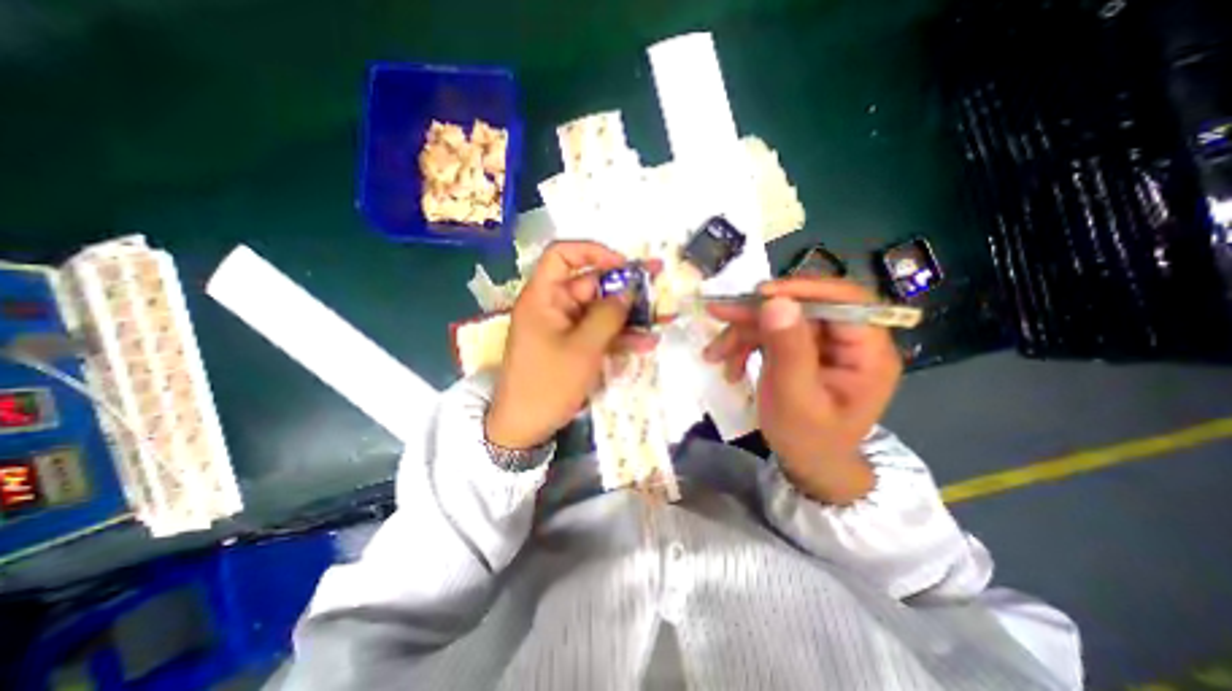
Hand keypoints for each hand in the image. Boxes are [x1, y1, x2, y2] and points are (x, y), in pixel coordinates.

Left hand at [486, 241, 659, 446]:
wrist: (525, 427)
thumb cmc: (548, 383)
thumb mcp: (583, 347)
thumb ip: (609, 315)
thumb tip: (629, 290)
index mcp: (543, 297)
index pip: (562, 255)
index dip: (593, 252)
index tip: (623, 264)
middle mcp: (553, 306)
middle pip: (590, 284)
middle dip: (624, 288)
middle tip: (657, 286)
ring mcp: (564, 328)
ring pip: (599, 311)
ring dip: (628, 316)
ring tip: (660, 317)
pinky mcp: (573, 346)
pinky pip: (598, 333)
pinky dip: (619, 337)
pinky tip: (645, 343)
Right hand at [708, 274, 901, 500]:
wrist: (805, 463)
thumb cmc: (807, 439)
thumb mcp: (795, 398)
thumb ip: (789, 350)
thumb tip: (776, 301)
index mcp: (868, 352)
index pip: (846, 300)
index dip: (803, 290)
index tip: (760, 294)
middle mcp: (847, 340)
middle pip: (802, 306)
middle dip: (756, 314)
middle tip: (719, 312)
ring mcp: (821, 343)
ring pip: (777, 318)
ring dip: (741, 333)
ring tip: (714, 355)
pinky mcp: (799, 348)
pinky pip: (768, 333)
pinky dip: (743, 345)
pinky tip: (729, 366)